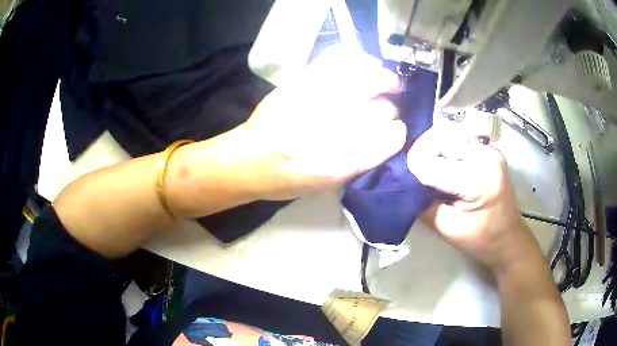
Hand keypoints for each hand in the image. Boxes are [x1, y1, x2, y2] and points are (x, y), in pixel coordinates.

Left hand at [234, 50, 406, 199]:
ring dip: (382, 77)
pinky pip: (336, 59)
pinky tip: (363, 66)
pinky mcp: (297, 81)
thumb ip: (360, 162)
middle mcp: (327, 130)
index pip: (387, 138)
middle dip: (391, 107)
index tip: (396, 131)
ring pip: (365, 77)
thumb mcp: (327, 185)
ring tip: (385, 81)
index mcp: (336, 164)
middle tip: (388, 106)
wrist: (245, 160)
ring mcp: (312, 100)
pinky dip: (356, 60)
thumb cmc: (286, 180)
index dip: (397, 133)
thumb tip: (389, 133)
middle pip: (381, 108)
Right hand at [407, 125, 541, 272]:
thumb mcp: (447, 229)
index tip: (405, 183)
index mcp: (478, 179)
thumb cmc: (481, 240)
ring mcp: (489, 149)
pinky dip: (446, 151)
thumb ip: (422, 204)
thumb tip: (404, 183)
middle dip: (422, 153)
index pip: (431, 162)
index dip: (413, 170)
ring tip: (431, 170)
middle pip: (440, 137)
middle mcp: (486, 155)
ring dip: (434, 150)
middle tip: (417, 174)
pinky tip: (446, 167)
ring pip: (449, 134)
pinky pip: (459, 140)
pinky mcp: (489, 150)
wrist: (509, 238)